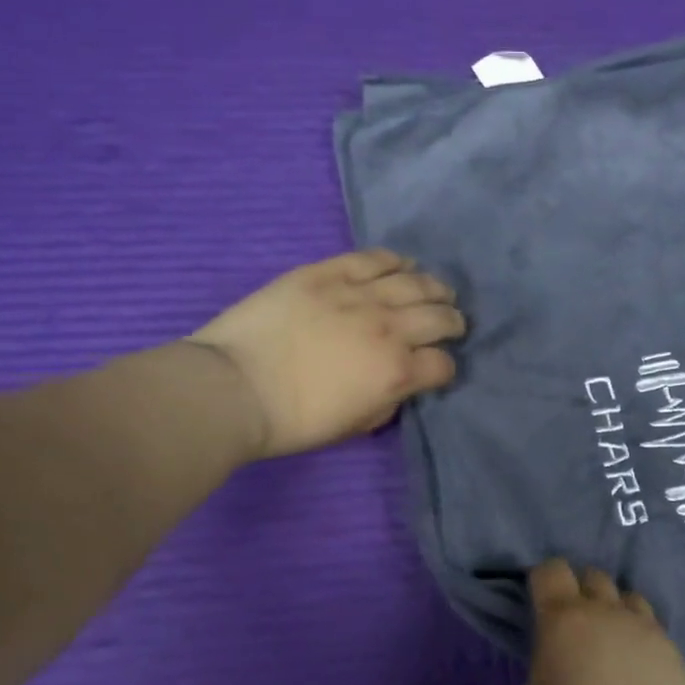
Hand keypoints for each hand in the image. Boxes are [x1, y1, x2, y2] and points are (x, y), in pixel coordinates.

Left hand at [190, 249, 464, 460]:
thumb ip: (387, 402)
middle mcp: (388, 329)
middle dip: (452, 322)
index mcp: (397, 372)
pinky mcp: (326, 274)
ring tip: (436, 291)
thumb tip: (398, 384)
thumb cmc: (292, 421)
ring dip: (433, 288)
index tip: (435, 370)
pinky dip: (394, 260)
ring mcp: (358, 296)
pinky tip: (402, 264)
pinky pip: (372, 258)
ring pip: (414, 282)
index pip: (443, 364)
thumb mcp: (354, 426)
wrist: (232, 389)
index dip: (444, 369)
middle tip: (451, 323)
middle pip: (439, 317)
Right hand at [515, 560, 684, 684]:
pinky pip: (654, 631)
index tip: (540, 605)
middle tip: (575, 629)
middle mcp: (608, 612)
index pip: (551, 571)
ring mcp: (647, 630)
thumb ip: (539, 673)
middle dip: (581, 593)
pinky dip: (641, 642)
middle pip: (594, 577)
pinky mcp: (676, 654)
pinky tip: (638, 674)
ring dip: (616, 612)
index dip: (543, 582)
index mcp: (564, 620)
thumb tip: (557, 668)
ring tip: (611, 646)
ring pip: (630, 598)